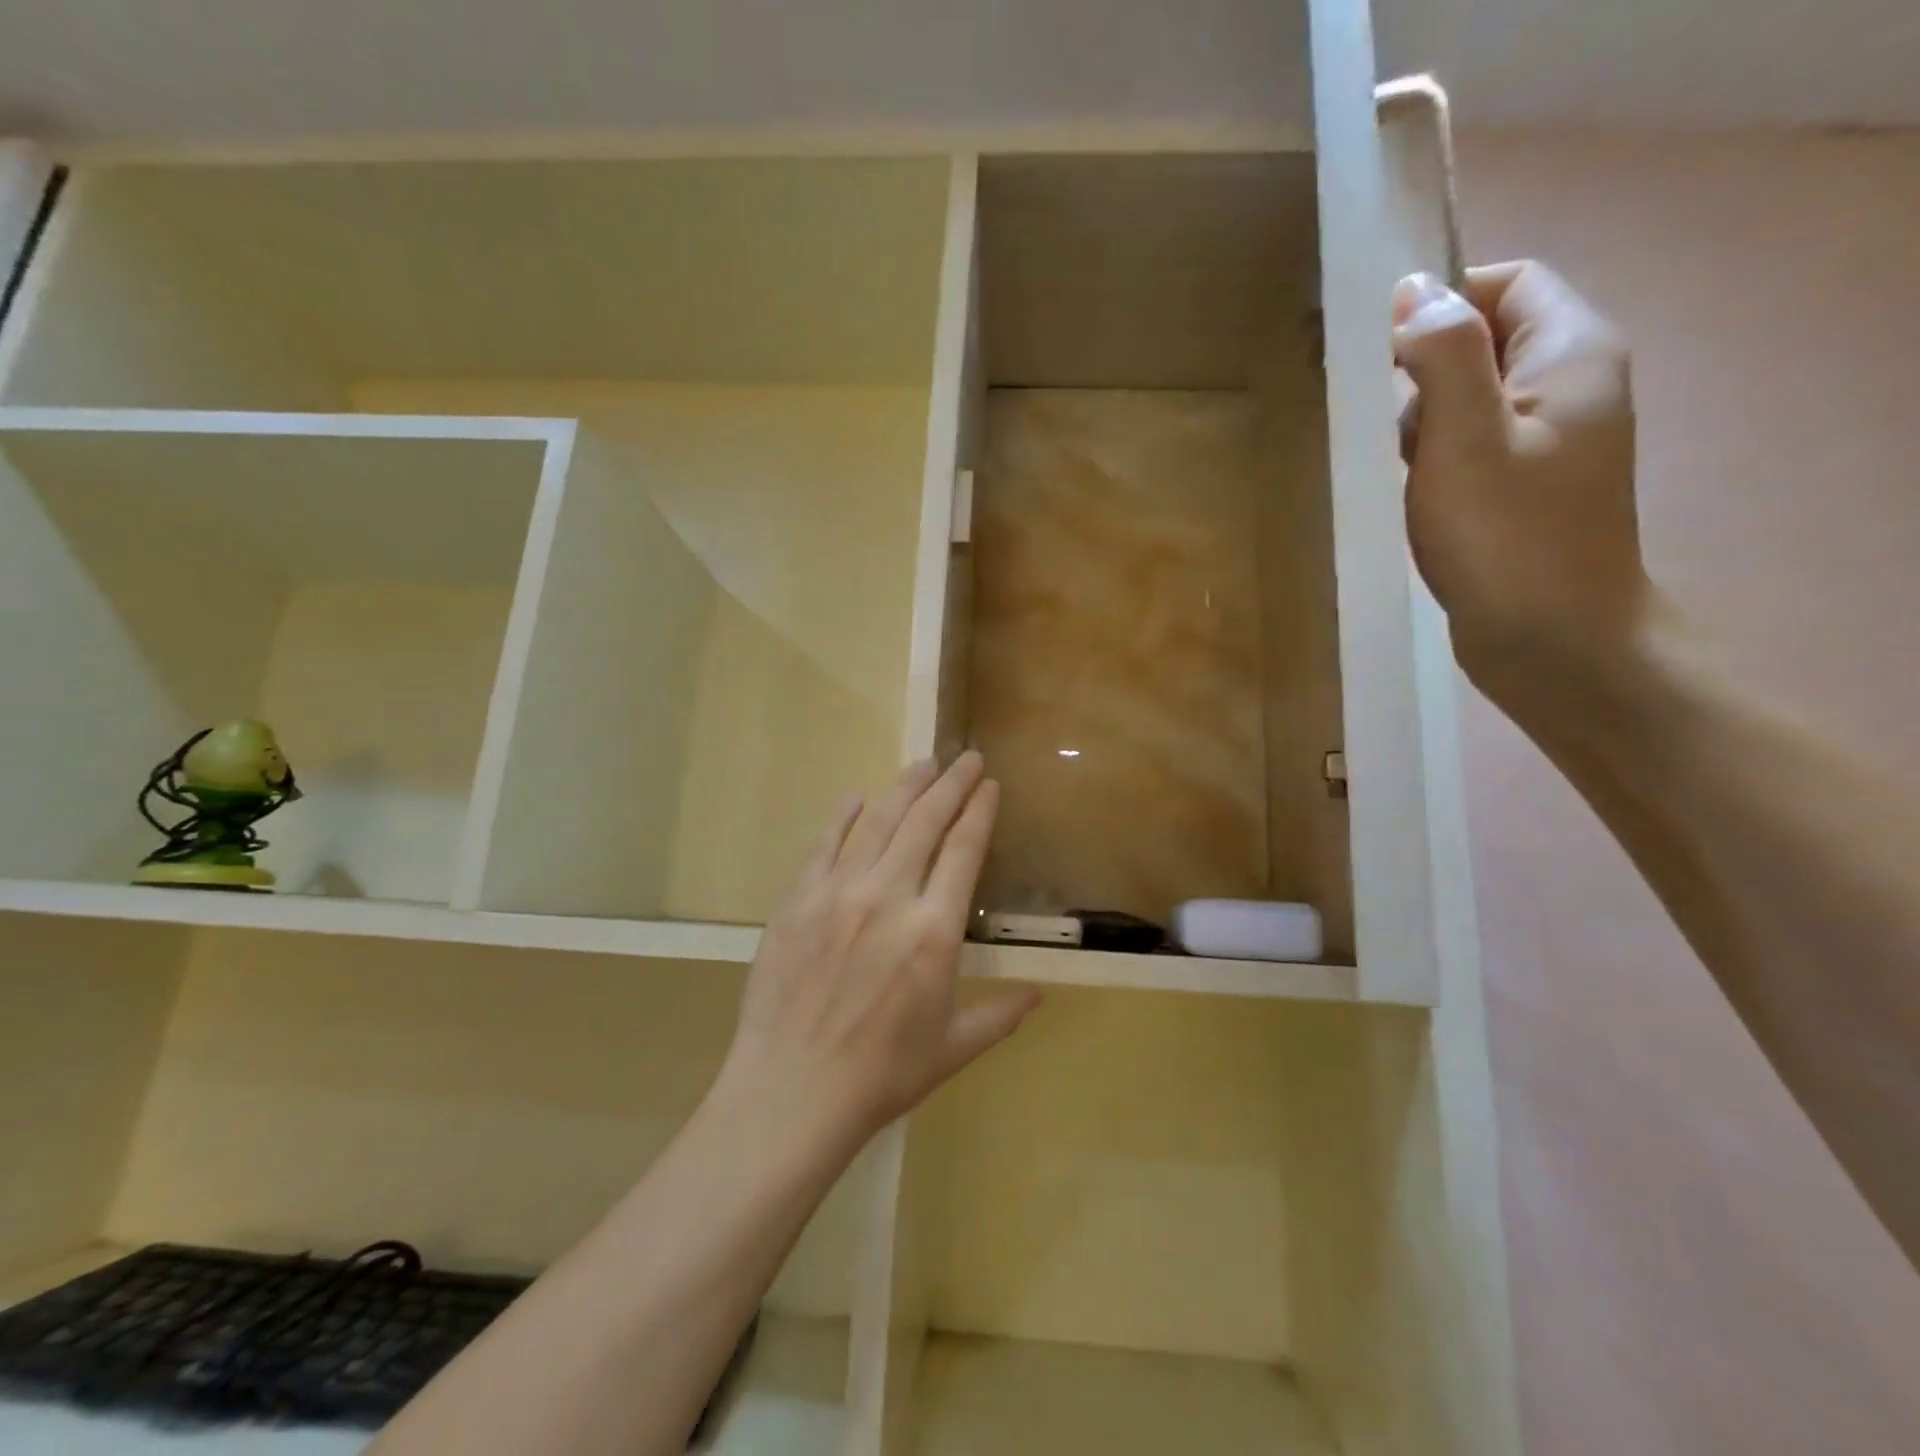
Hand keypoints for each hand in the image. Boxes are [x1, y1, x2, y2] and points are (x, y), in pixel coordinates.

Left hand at [718, 751, 1040, 1144]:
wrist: (791, 1092)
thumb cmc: (881, 1076)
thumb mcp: (952, 1049)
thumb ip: (999, 1015)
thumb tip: (1040, 995)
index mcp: (934, 932)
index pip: (963, 851)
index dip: (979, 812)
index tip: (991, 785)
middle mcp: (889, 898)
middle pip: (924, 823)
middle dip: (950, 784)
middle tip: (966, 757)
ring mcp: (838, 894)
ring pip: (878, 823)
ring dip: (904, 788)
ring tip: (923, 763)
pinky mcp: (796, 901)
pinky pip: (824, 845)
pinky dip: (843, 818)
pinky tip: (856, 799)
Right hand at [1393, 261, 1650, 702]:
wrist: (1554, 640)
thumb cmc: (1508, 539)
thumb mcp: (1465, 439)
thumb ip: (1442, 357)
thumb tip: (1412, 291)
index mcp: (1572, 353)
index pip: (1509, 282)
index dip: (1443, 301)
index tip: (1383, 354)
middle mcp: (1573, 384)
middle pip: (1487, 339)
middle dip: (1425, 371)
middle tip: (1391, 427)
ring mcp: (1554, 439)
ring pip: (1472, 397)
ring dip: (1425, 422)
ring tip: (1404, 471)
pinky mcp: (1529, 485)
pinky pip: (1474, 443)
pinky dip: (1437, 458)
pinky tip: (1418, 496)